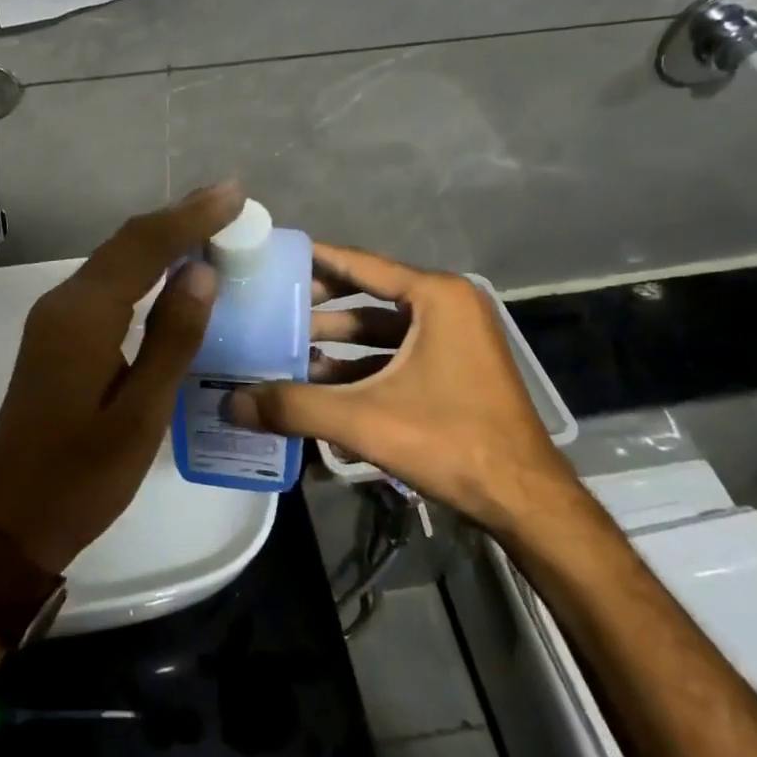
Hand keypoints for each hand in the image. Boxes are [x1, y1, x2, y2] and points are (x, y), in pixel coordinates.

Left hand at [0, 183, 245, 572]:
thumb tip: (201, 271)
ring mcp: (54, 318)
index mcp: (83, 317)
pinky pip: (104, 283)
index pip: (143, 247)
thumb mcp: (140, 416)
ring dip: (159, 238)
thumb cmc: (81, 477)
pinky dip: (141, 265)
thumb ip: (172, 340)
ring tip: (208, 222)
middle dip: (176, 217)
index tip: (234, 193)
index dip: (190, 217)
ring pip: (113, 259)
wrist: (10, 520)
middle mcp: (63, 303)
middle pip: (124, 243)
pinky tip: (168, 270)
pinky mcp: (56, 335)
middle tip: (227, 198)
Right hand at [225, 244, 577, 537]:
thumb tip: (230, 404)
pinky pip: (397, 352)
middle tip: (271, 305)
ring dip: (337, 339)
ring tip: (287, 347)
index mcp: (435, 297)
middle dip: (319, 304)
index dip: (313, 259)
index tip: (273, 255)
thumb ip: (294, 407)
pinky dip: (361, 363)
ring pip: (382, 328)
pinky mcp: (456, 367)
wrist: (525, 501)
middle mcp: (447, 305)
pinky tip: (322, 381)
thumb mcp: (364, 420)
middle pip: (368, 294)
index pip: (359, 264)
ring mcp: (455, 337)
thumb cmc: (450, 441)